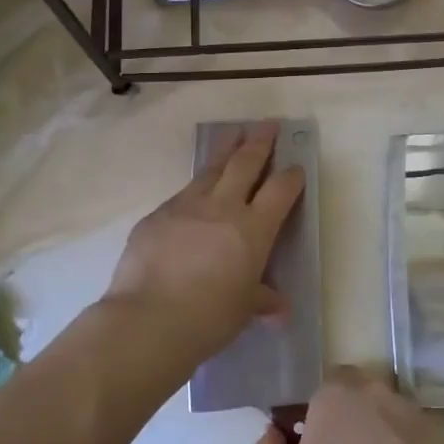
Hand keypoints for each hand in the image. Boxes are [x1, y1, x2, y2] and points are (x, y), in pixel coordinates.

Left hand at [103, 121, 304, 367]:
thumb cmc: (209, 317)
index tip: (296, 166)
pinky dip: (194, 189)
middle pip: (245, 162)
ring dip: (225, 149)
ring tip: (234, 134)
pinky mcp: (156, 216)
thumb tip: (280, 309)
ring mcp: (186, 206)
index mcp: (253, 228)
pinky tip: (194, 194)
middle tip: (268, 124)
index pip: (280, 190)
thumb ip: (262, 299)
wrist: (148, 320)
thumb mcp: (244, 309)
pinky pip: (181, 195)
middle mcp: (222, 207)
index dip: (291, 176)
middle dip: (260, 141)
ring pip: (211, 169)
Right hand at [252, 367, 443, 443]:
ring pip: (388, 415)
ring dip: (381, 434)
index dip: (321, 418)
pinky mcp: (437, 437)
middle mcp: (375, 390)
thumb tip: (272, 435)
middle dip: (352, 420)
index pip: (325, 390)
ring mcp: (410, 412)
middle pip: (359, 397)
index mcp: (335, 392)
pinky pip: (413, 438)